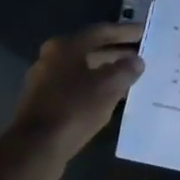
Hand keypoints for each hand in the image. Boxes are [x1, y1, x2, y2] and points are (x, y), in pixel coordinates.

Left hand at [6, 23, 144, 176]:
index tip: (144, 32)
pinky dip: (94, 88)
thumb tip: (136, 60)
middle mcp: (51, 58)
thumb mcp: (108, 87)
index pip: (101, 31)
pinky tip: (109, 99)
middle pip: (90, 49)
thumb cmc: (74, 109)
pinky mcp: (43, 104)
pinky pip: (75, 88)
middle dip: (116, 52)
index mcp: (65, 46)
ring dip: (106, 72)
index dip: (125, 31)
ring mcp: (44, 81)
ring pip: (83, 70)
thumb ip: (125, 69)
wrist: (36, 148)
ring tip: (130, 77)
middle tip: (141, 56)